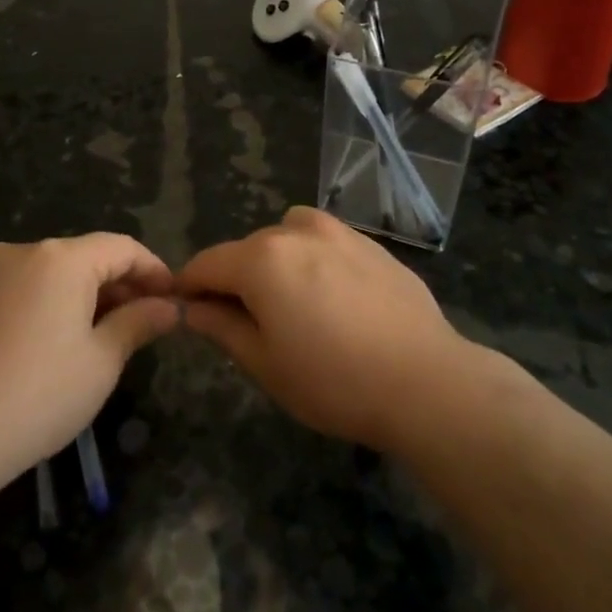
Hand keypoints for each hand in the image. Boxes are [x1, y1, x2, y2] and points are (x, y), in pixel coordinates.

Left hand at [0, 234, 178, 488]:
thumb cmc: (38, 395)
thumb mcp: (101, 361)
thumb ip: (139, 323)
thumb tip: (169, 306)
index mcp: (61, 258)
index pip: (122, 247)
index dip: (154, 270)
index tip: (175, 298)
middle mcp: (23, 252)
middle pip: (86, 256)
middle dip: (121, 284)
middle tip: (147, 321)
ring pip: (54, 272)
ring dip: (87, 294)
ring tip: (108, 333)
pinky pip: (24, 288)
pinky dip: (52, 303)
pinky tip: (62, 340)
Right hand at [178, 207, 472, 451]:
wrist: (426, 381)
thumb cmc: (334, 380)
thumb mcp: (265, 363)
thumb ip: (222, 326)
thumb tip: (193, 306)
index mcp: (262, 259)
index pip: (207, 263)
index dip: (189, 286)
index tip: (185, 308)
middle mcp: (297, 231)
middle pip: (247, 250)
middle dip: (235, 279)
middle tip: (245, 323)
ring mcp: (339, 232)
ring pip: (288, 238)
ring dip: (277, 263)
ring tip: (295, 306)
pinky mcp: (372, 244)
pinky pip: (326, 243)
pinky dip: (315, 262)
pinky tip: (336, 302)